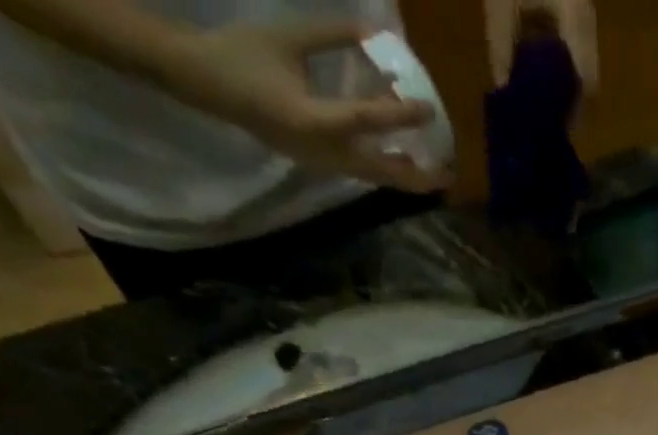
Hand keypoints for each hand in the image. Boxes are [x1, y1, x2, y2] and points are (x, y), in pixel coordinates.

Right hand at [166, 19, 449, 190]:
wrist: (209, 86)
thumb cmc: (245, 54)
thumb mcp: (289, 36)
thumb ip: (332, 36)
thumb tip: (375, 34)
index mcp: (313, 119)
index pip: (368, 121)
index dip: (402, 115)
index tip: (429, 108)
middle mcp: (324, 152)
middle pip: (383, 171)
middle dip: (418, 175)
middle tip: (449, 174)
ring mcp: (324, 164)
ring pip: (375, 177)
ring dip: (406, 176)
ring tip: (435, 173)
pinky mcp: (322, 165)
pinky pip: (363, 171)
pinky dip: (387, 167)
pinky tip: (404, 161)